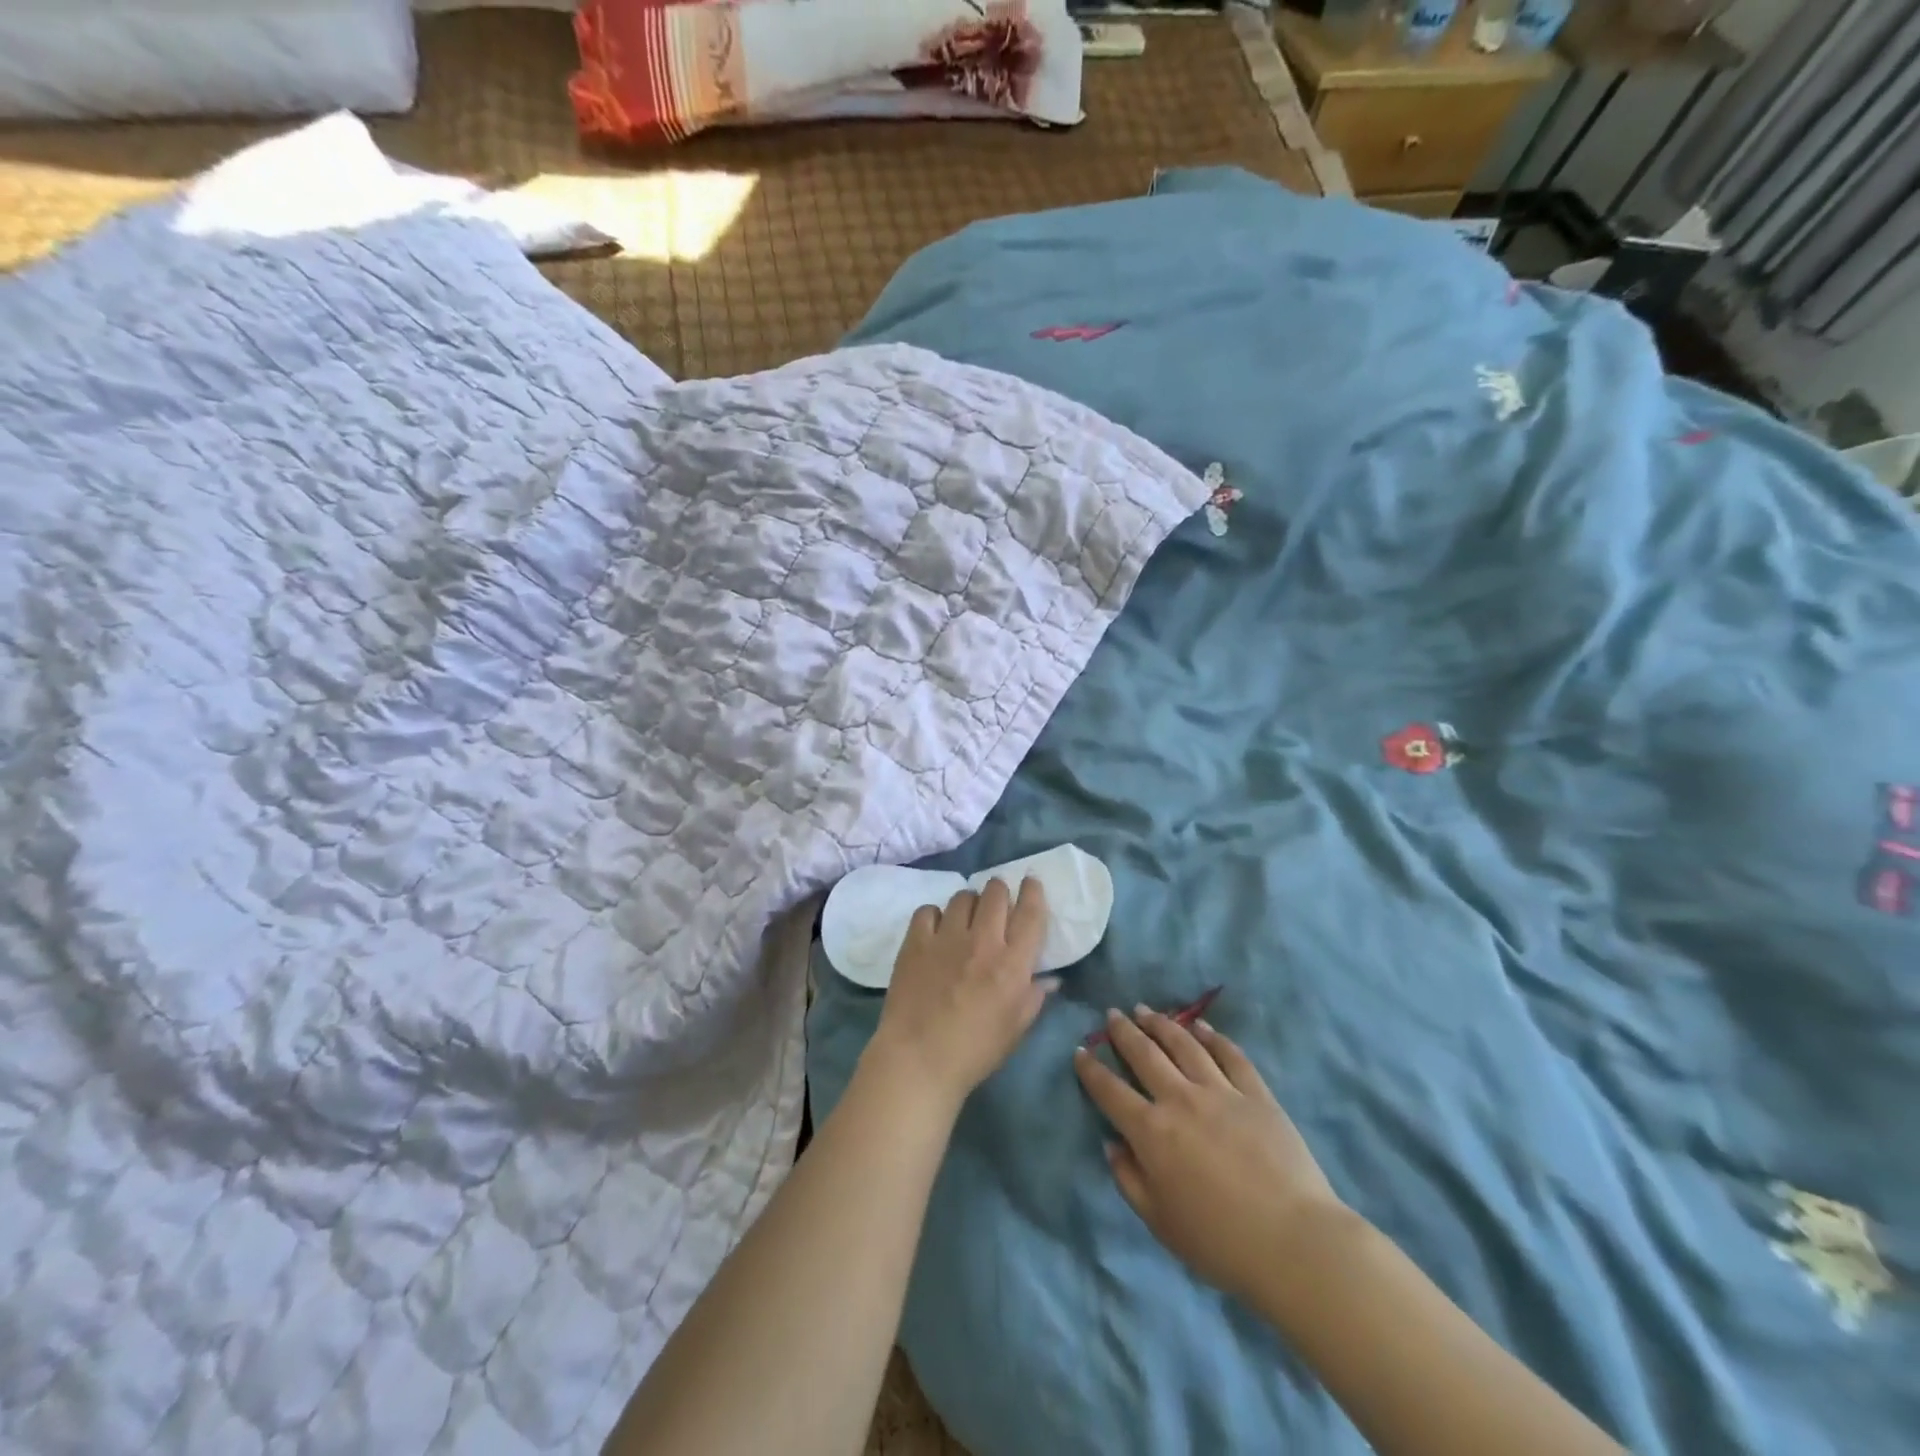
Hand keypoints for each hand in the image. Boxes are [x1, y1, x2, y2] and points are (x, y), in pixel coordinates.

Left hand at [867, 877, 1053, 1113]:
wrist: (919, 1060)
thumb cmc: (975, 1051)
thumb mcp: (1016, 1028)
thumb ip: (1035, 996)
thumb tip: (1050, 978)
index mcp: (1013, 963)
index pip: (1030, 912)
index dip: (1033, 891)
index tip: (1031, 882)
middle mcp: (983, 941)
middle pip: (996, 894)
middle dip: (1000, 892)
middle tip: (997, 904)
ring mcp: (947, 938)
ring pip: (963, 897)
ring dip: (970, 903)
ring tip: (966, 918)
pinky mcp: (916, 942)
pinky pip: (928, 910)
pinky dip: (935, 916)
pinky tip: (935, 931)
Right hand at [1074, 1007, 1343, 1301]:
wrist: (1293, 1242)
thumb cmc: (1219, 1242)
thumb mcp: (1160, 1222)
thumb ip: (1129, 1179)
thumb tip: (1112, 1144)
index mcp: (1151, 1132)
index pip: (1110, 1091)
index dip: (1091, 1069)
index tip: (1080, 1051)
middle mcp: (1180, 1099)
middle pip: (1145, 1055)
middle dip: (1124, 1032)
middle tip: (1112, 1014)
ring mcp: (1221, 1091)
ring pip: (1184, 1045)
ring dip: (1162, 1025)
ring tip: (1147, 1011)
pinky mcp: (1256, 1094)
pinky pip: (1231, 1056)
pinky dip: (1213, 1037)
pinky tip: (1201, 1027)